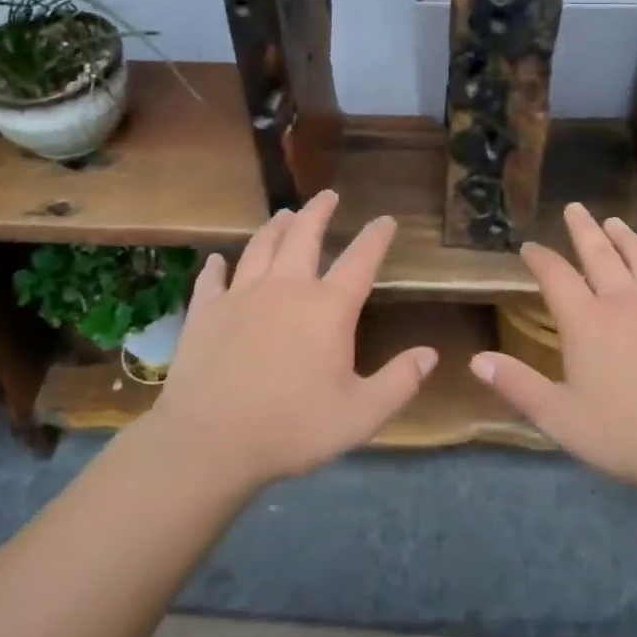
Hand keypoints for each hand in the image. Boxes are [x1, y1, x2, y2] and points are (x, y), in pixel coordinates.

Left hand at [147, 190, 435, 488]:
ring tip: (284, 214)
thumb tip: (431, 354)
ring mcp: (241, 296)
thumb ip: (400, 382)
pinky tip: (218, 260)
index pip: (360, 260)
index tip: (385, 220)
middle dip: (319, 211)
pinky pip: (212, 279)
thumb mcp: (361, 414)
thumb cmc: (293, 427)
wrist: (209, 441)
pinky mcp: (205, 312)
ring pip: (260, 247)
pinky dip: (217, 266)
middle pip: (304, 236)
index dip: (376, 237)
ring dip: (275, 227)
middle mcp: (286, 288)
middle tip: (328, 195)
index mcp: (328, 308)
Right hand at [470, 204, 636, 496]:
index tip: (529, 246)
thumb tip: (476, 359)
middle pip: (600, 255)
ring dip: (628, 239)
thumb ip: (516, 385)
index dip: (540, 258)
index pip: (556, 276)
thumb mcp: (557, 416)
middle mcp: (624, 303)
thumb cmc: (622, 433)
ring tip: (616, 222)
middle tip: (575, 207)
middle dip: (584, 230)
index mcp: (586, 321)